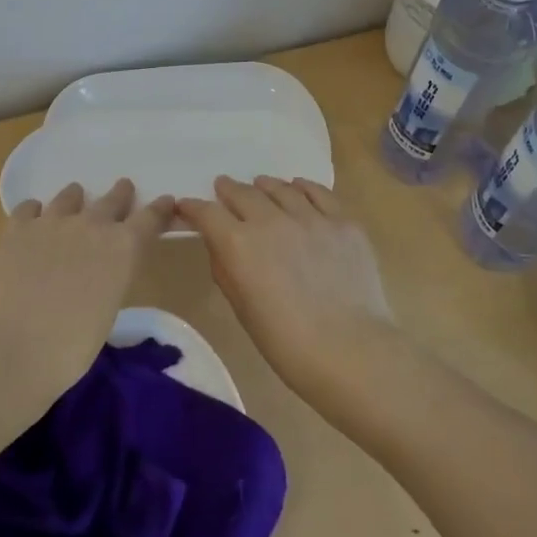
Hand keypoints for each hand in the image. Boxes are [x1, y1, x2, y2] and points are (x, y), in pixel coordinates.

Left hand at [0, 179, 174, 412]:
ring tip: (75, 198)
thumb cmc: (72, 346)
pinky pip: (30, 207)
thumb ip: (113, 275)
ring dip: (76, 198)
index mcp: (123, 247)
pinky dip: (35, 211)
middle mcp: (92, 224)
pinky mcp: (18, 228)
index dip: (160, 209)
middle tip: (124, 188)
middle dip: (120, 194)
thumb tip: (104, 267)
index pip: (151, 218)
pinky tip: (34, 219)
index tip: (166, 201)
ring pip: (70, 196)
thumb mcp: (109, 308)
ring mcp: (52, 221)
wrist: (15, 348)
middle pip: (113, 199)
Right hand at [176, 175, 395, 406]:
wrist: (349, 350)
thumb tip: (220, 243)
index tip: (187, 206)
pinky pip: (318, 192)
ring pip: (280, 188)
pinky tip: (298, 188)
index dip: (193, 207)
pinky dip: (302, 187)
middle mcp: (270, 220)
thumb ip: (226, 267)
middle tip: (224, 189)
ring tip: (260, 186)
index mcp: (238, 244)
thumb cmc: (286, 342)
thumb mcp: (241, 307)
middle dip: (228, 190)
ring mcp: (310, 217)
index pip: (206, 212)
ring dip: (264, 186)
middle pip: (242, 193)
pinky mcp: (342, 221)